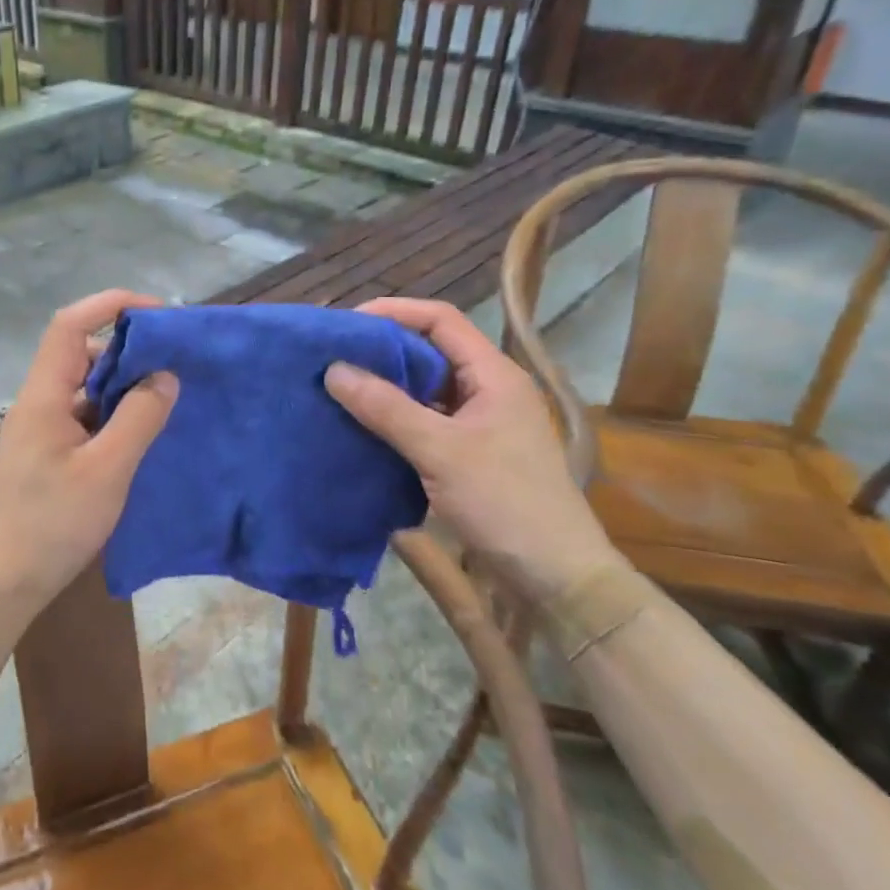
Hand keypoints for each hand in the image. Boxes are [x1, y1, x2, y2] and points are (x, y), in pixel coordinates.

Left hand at [0, 290, 178, 617]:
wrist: (2, 584)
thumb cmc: (52, 525)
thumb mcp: (107, 470)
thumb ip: (139, 418)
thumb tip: (165, 375)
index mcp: (44, 395)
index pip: (70, 324)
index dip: (111, 305)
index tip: (158, 314)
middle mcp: (38, 403)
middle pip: (80, 353)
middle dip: (127, 348)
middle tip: (174, 361)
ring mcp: (39, 429)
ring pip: (84, 387)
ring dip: (123, 384)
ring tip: (167, 396)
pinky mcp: (46, 454)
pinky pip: (84, 416)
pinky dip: (113, 414)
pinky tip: (142, 433)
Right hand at [324, 297, 618, 600]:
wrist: (556, 576)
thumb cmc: (505, 502)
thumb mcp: (440, 451)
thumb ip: (386, 408)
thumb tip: (333, 369)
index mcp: (493, 374)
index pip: (440, 320)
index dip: (394, 312)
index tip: (347, 325)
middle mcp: (488, 389)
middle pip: (430, 350)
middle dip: (383, 350)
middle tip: (334, 356)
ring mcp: (480, 423)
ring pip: (425, 388)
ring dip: (386, 386)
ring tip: (339, 388)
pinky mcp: (470, 453)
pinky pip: (425, 420)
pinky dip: (394, 418)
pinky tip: (363, 427)